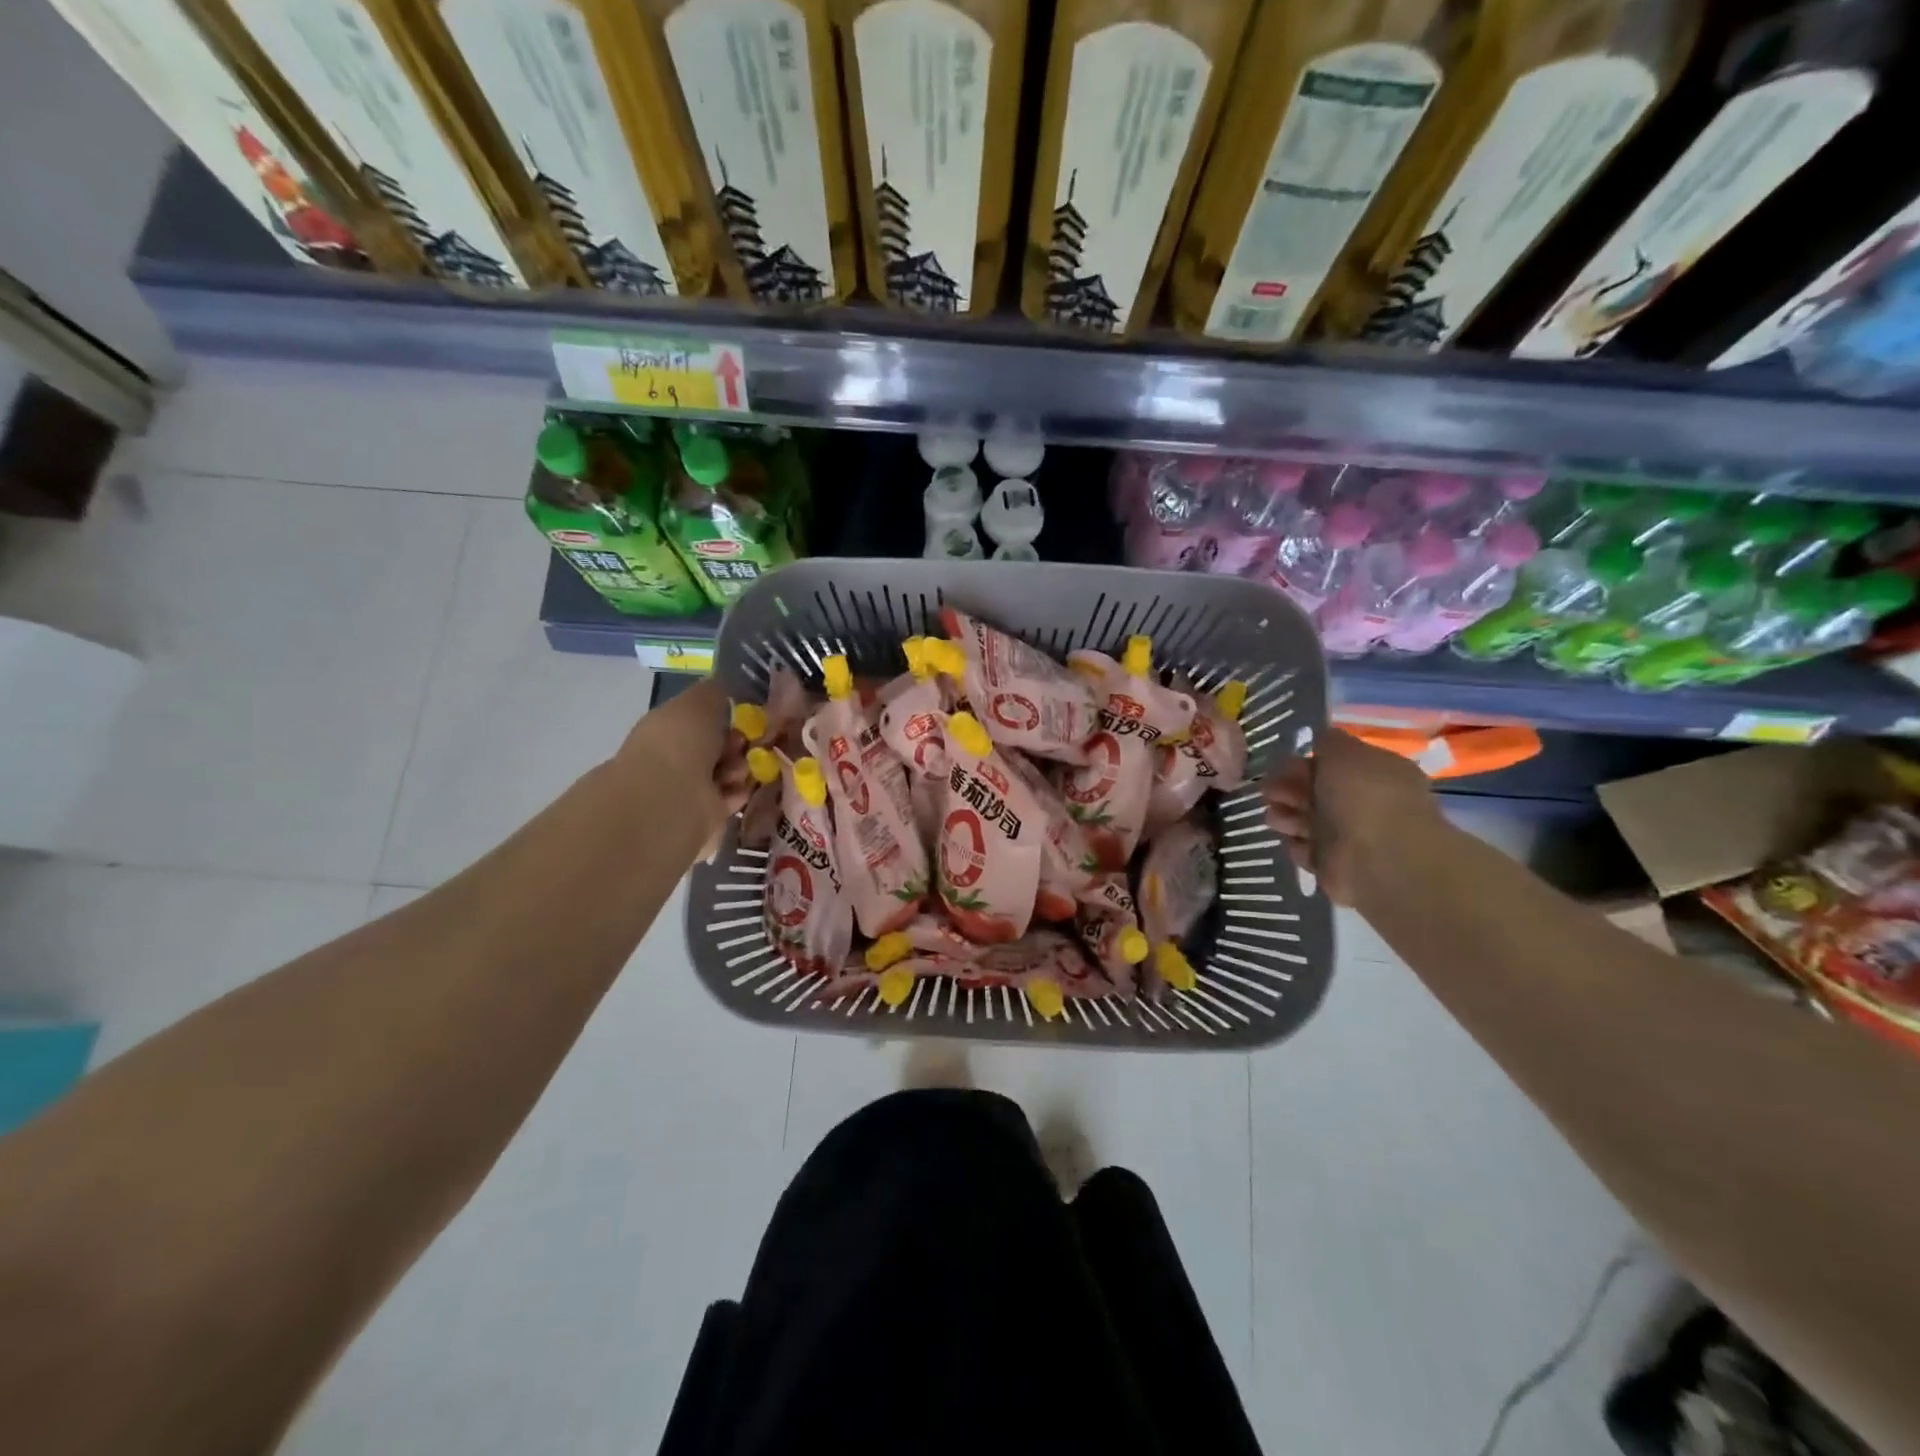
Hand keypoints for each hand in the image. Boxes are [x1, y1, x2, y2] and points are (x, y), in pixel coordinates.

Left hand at [611, 678, 750, 847]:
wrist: (669, 798)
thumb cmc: (680, 742)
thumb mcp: (700, 700)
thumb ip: (715, 690)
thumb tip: (725, 684)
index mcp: (670, 727)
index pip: (704, 718)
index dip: (728, 714)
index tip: (748, 714)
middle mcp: (677, 757)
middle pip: (721, 745)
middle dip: (740, 741)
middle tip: (751, 742)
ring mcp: (690, 788)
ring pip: (730, 770)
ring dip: (742, 766)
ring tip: (741, 767)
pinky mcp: (706, 815)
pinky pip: (733, 796)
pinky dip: (741, 791)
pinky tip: (743, 786)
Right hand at [1261, 727, 1440, 905]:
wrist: (1377, 857)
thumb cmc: (1362, 796)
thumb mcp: (1344, 752)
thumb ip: (1329, 742)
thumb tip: (1322, 741)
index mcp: (1376, 774)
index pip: (1335, 764)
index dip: (1305, 762)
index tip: (1281, 764)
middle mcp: (1365, 804)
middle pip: (1316, 792)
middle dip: (1288, 789)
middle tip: (1268, 792)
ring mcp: (1350, 836)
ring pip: (1307, 821)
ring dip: (1287, 816)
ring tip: (1276, 818)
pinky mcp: (1334, 865)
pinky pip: (1306, 850)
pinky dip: (1297, 845)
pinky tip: (1296, 840)